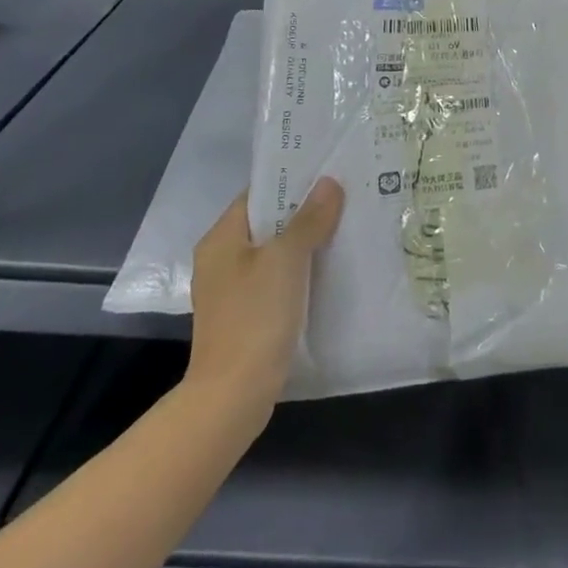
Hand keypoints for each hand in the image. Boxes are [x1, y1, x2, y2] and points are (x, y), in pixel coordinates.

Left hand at [185, 178, 343, 404]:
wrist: (233, 395)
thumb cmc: (254, 317)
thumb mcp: (285, 260)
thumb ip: (308, 219)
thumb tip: (328, 182)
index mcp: (221, 239)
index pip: (257, 194)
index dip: (291, 180)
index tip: (328, 171)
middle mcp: (221, 259)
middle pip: (267, 222)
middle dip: (304, 210)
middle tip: (346, 195)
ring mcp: (233, 290)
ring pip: (275, 252)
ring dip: (305, 241)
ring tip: (346, 225)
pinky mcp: (247, 315)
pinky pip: (277, 279)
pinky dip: (301, 270)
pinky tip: (330, 268)